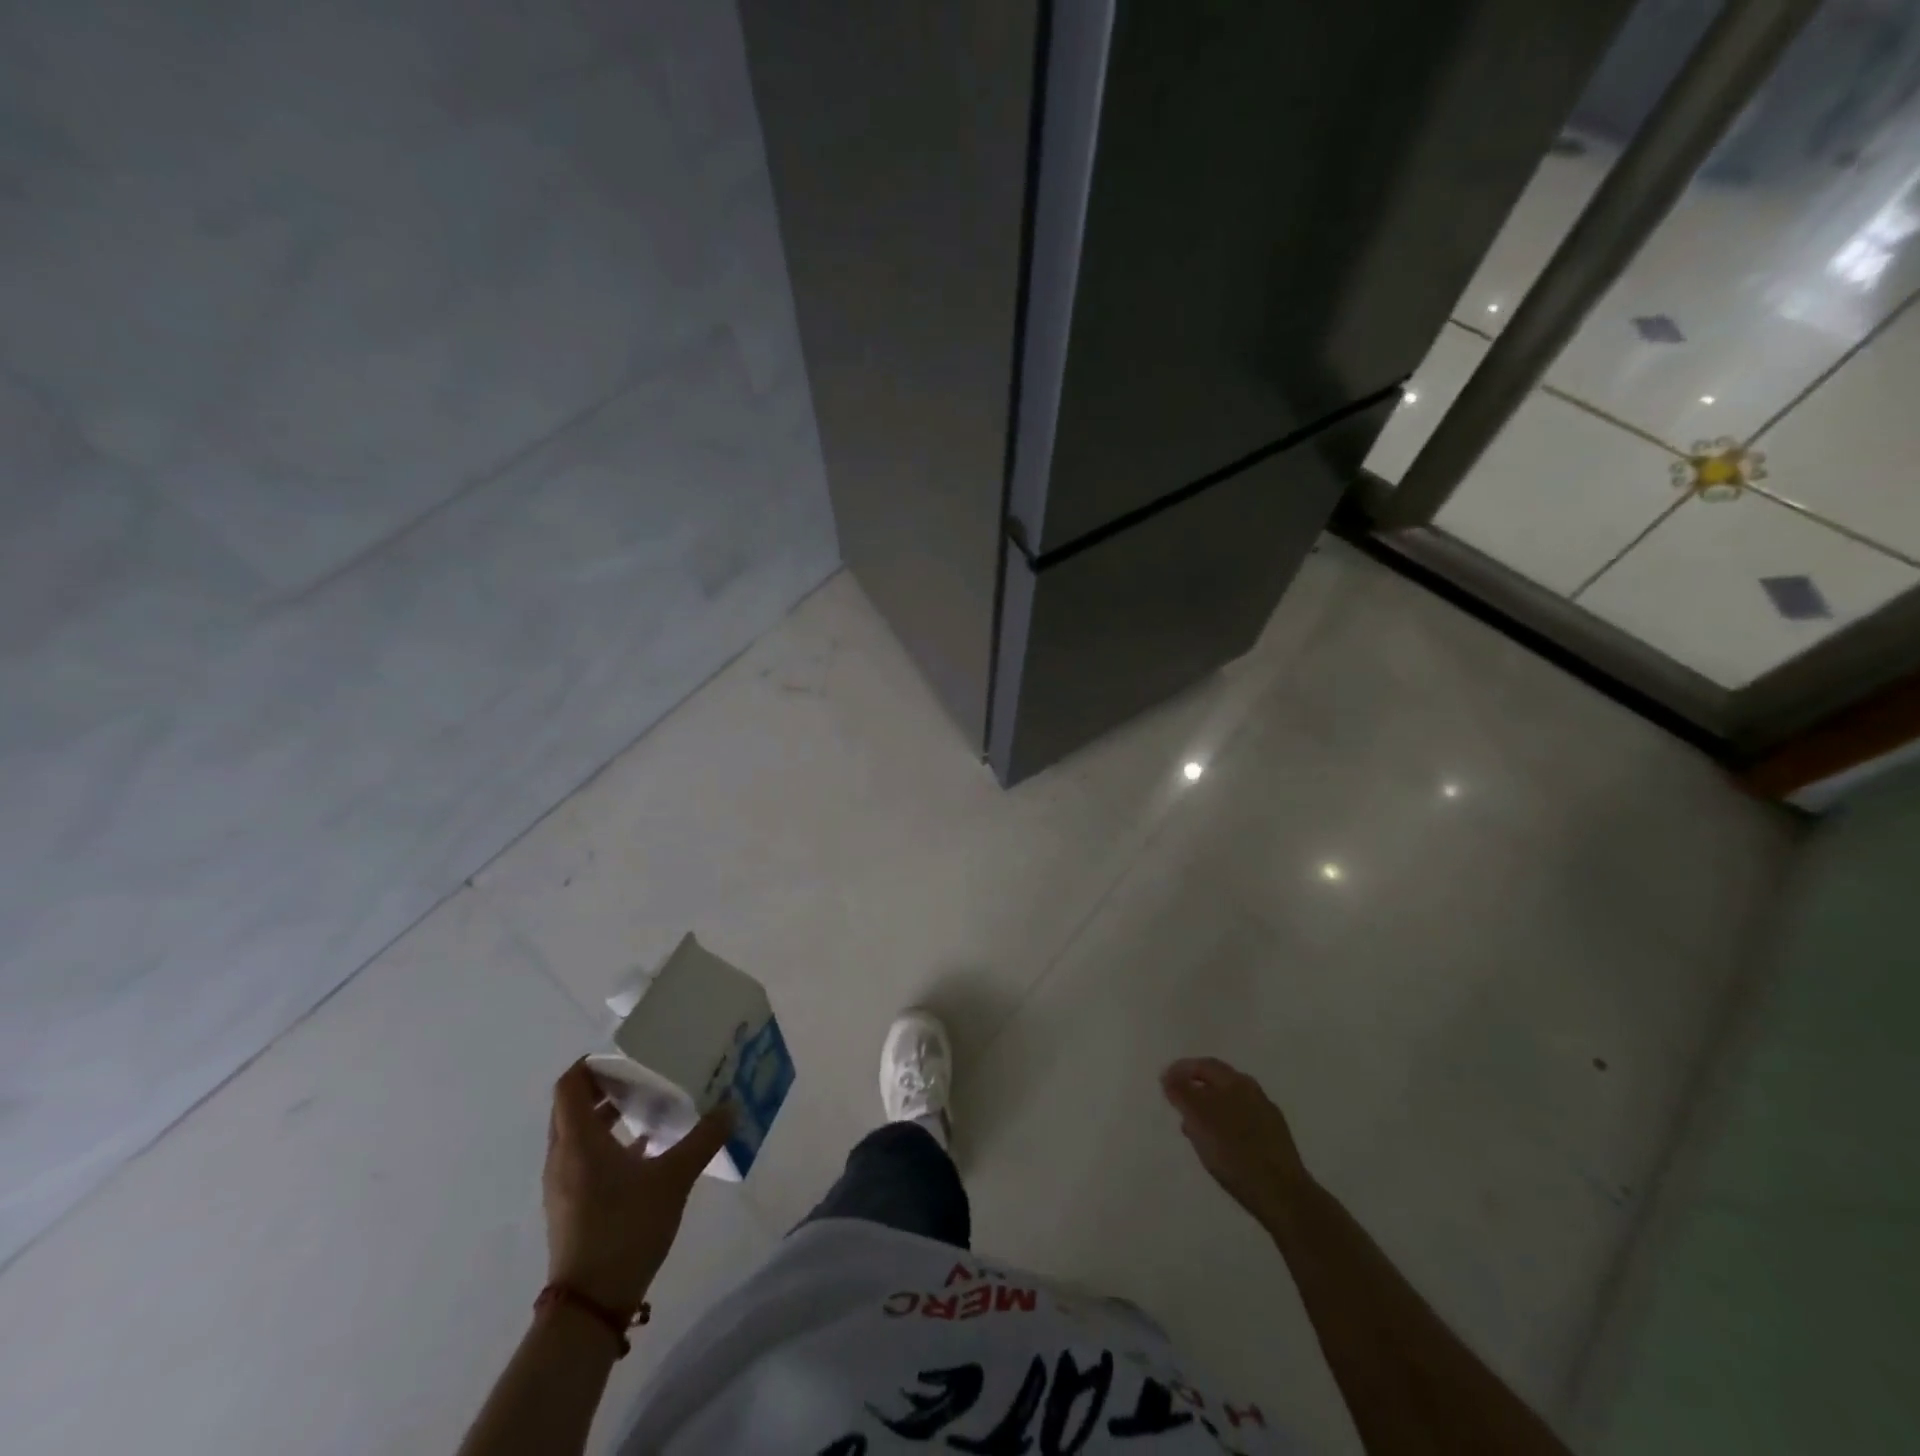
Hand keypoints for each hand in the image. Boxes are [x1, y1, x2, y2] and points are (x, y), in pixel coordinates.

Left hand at [543, 1061, 731, 1313]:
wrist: (590, 1306)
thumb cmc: (626, 1228)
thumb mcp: (674, 1178)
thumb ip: (703, 1139)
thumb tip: (730, 1107)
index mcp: (578, 1141)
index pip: (570, 1085)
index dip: (592, 1064)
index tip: (627, 1056)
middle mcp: (563, 1157)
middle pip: (571, 1107)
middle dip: (604, 1087)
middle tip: (643, 1076)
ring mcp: (563, 1185)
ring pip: (578, 1134)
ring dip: (606, 1116)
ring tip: (648, 1108)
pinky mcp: (570, 1206)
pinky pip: (583, 1159)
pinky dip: (607, 1144)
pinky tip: (645, 1151)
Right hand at [1161, 1057, 1310, 1228]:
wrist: (1283, 1196)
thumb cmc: (1235, 1152)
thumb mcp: (1199, 1119)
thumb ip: (1181, 1093)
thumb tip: (1169, 1075)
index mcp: (1236, 1082)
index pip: (1204, 1065)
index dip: (1181, 1070)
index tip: (1164, 1083)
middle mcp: (1254, 1092)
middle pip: (1218, 1082)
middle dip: (1195, 1089)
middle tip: (1177, 1104)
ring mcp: (1267, 1116)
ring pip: (1230, 1103)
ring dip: (1209, 1110)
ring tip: (1194, 1129)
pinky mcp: (1275, 1140)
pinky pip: (1242, 1123)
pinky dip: (1224, 1126)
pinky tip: (1220, 1146)